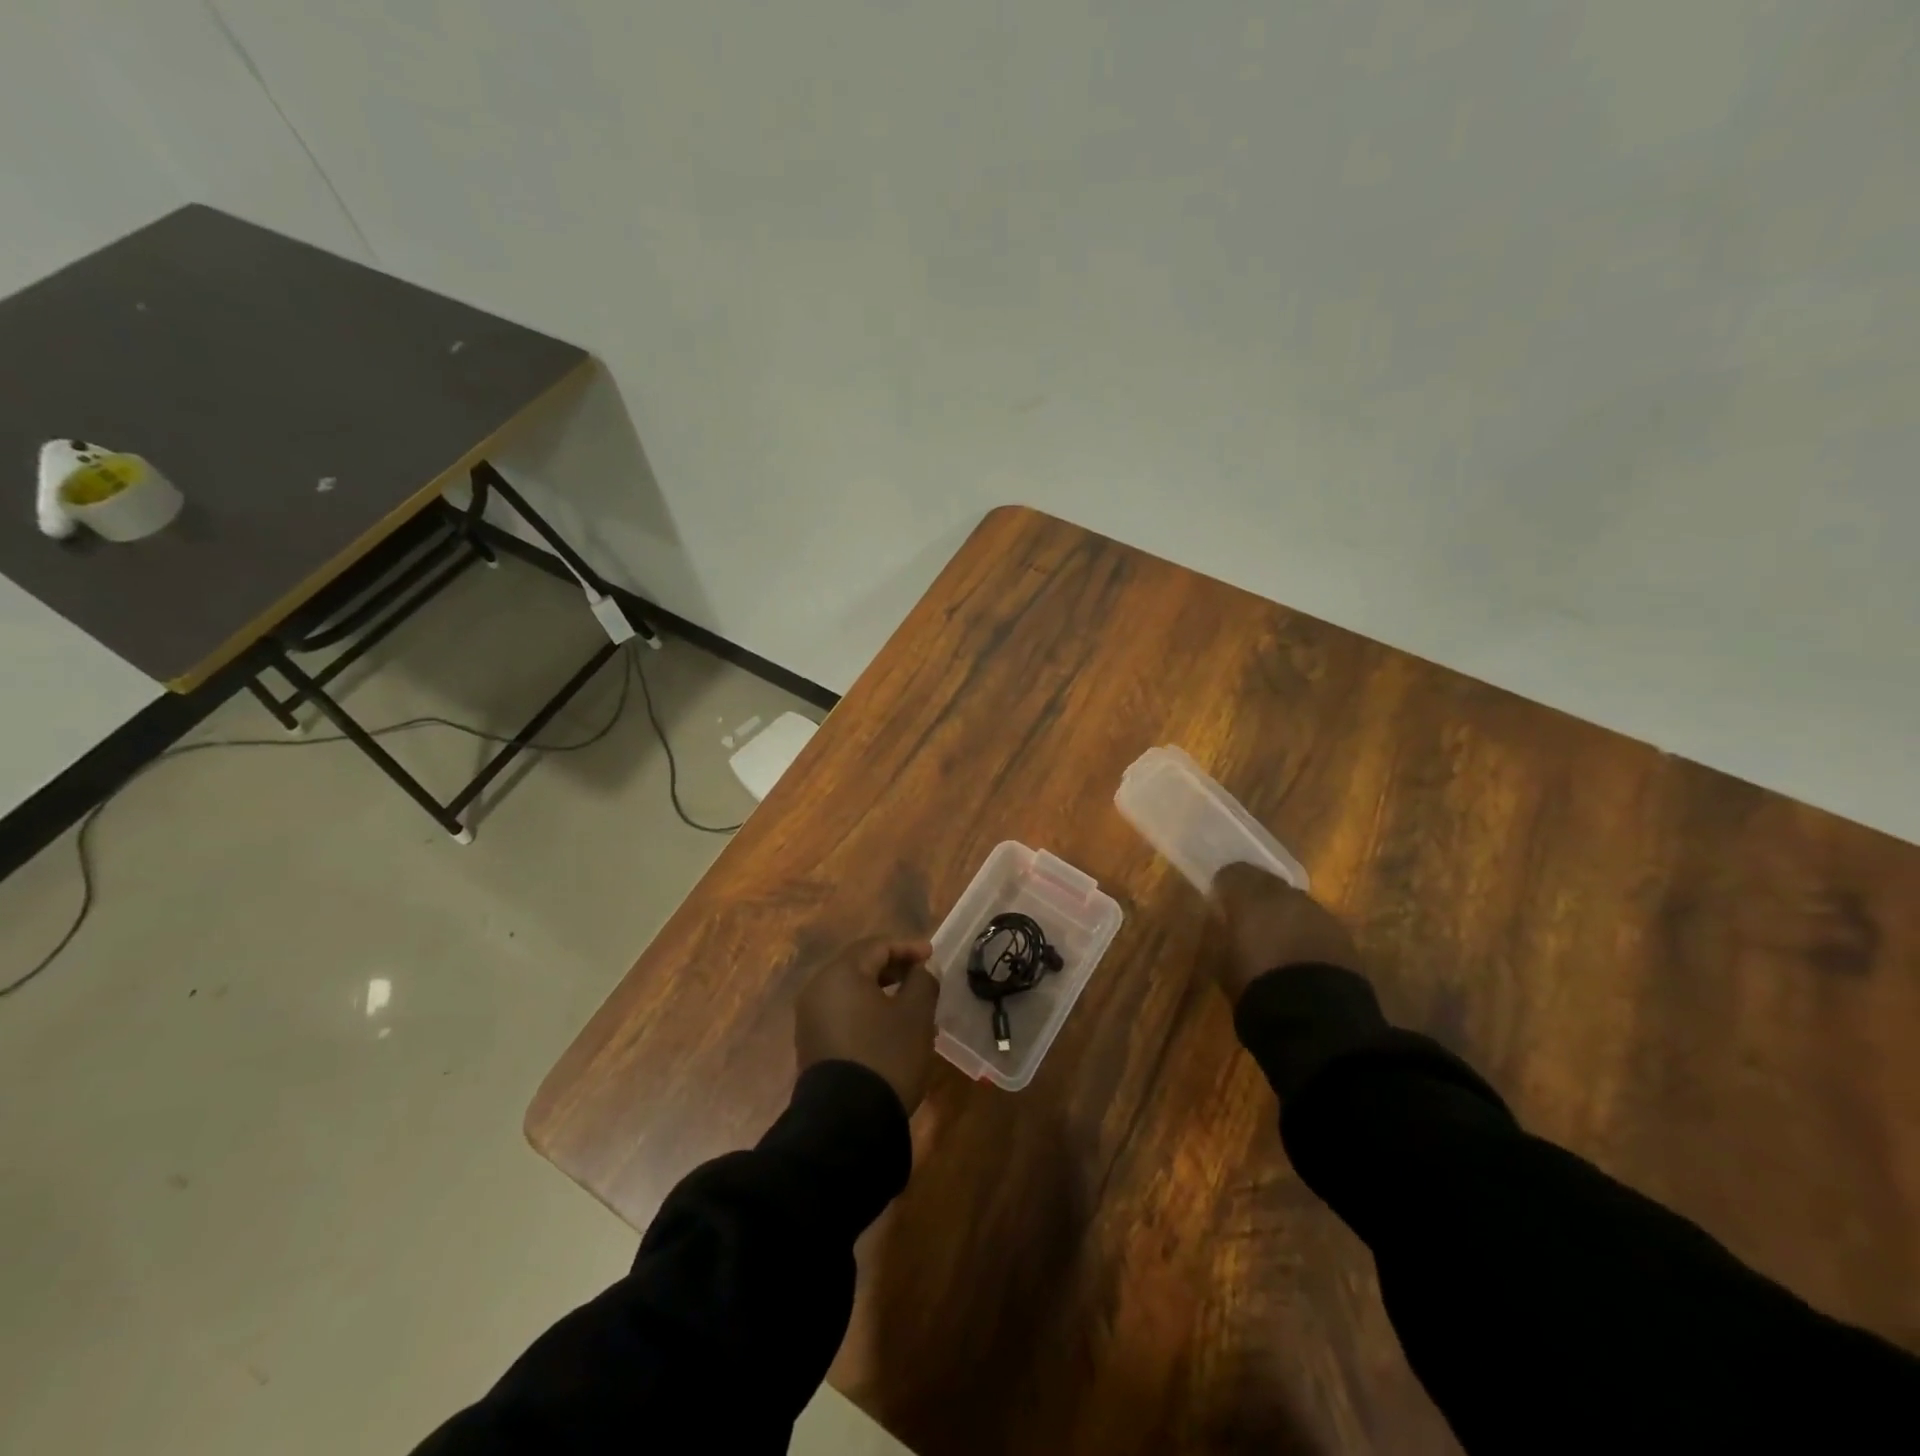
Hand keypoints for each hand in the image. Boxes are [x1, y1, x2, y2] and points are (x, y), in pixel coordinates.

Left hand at [795, 937, 939, 1113]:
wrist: (846, 1121)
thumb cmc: (886, 1055)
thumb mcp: (916, 1015)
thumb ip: (923, 982)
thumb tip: (924, 968)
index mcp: (840, 974)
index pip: (877, 946)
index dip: (908, 947)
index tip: (933, 956)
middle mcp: (818, 989)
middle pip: (860, 965)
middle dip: (894, 968)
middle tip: (923, 977)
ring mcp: (811, 1018)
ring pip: (852, 991)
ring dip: (883, 992)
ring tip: (913, 1005)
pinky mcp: (812, 1043)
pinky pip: (843, 1013)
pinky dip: (868, 1011)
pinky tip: (891, 1029)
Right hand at [1205, 863, 1359, 1003]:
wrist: (1317, 1019)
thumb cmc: (1255, 987)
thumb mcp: (1221, 961)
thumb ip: (1220, 931)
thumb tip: (1221, 919)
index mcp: (1250, 896)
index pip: (1232, 873)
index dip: (1224, 888)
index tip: (1218, 904)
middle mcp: (1286, 895)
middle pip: (1267, 883)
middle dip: (1256, 897)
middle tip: (1246, 919)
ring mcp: (1319, 913)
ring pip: (1294, 903)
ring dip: (1283, 915)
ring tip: (1275, 940)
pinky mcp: (1343, 936)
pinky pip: (1315, 924)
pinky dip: (1304, 933)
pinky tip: (1299, 955)